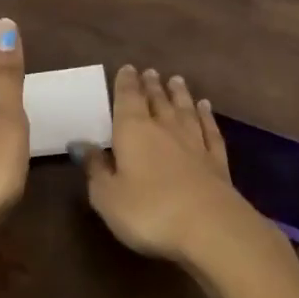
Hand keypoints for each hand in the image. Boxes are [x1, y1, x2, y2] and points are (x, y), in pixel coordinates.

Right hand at [76, 65, 270, 266]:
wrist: (209, 228)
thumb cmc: (148, 212)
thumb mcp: (107, 196)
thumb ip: (95, 169)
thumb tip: (81, 145)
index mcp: (133, 132)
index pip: (127, 99)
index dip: (126, 83)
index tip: (127, 68)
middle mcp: (165, 129)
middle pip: (157, 101)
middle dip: (151, 86)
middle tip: (150, 72)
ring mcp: (195, 143)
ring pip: (185, 110)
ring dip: (179, 94)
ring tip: (176, 80)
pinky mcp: (217, 161)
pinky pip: (210, 130)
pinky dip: (206, 116)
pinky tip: (205, 108)